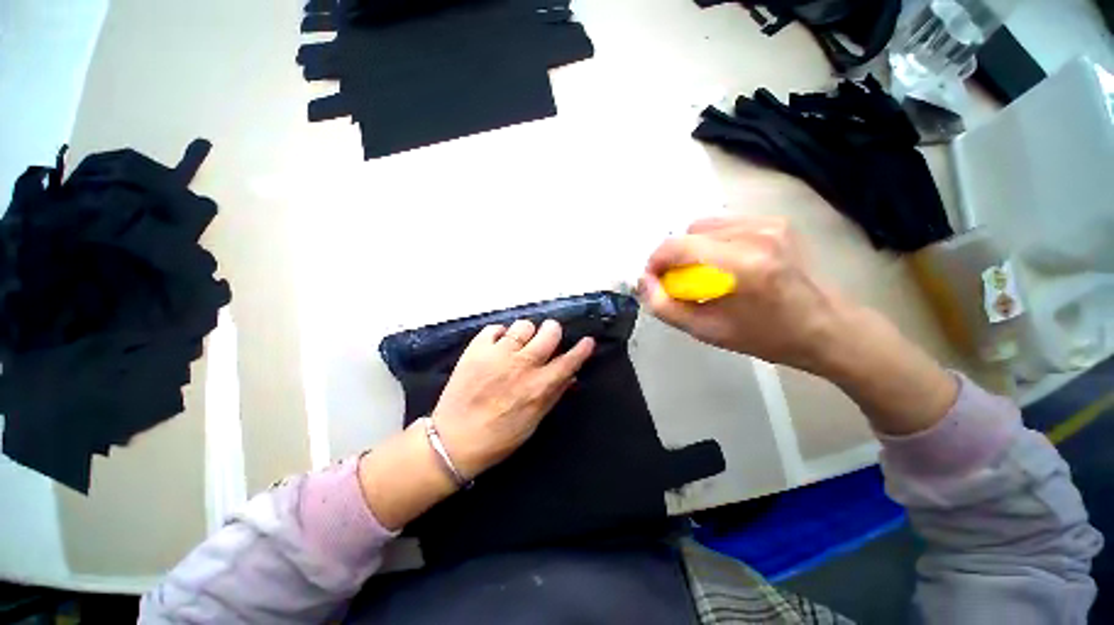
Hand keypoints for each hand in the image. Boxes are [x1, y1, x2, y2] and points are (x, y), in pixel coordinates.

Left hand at [431, 319, 594, 478]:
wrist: (453, 440)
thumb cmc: (499, 437)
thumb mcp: (534, 421)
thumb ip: (553, 395)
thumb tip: (571, 376)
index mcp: (538, 386)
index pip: (568, 361)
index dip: (582, 349)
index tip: (588, 341)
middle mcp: (522, 365)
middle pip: (549, 332)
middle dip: (553, 331)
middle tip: (549, 336)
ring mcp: (498, 354)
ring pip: (523, 326)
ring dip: (527, 332)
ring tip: (520, 342)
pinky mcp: (476, 349)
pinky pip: (495, 328)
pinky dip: (500, 334)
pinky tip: (498, 345)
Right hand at [640, 215, 842, 372]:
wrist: (824, 327)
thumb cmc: (764, 336)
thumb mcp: (705, 330)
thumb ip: (665, 306)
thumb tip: (643, 282)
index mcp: (742, 265)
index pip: (678, 246)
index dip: (655, 261)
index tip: (655, 281)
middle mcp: (756, 234)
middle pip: (689, 232)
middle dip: (676, 258)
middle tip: (683, 284)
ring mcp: (769, 224)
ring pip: (705, 226)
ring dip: (694, 249)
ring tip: (705, 275)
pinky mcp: (775, 222)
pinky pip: (725, 225)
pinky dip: (713, 243)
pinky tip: (724, 264)